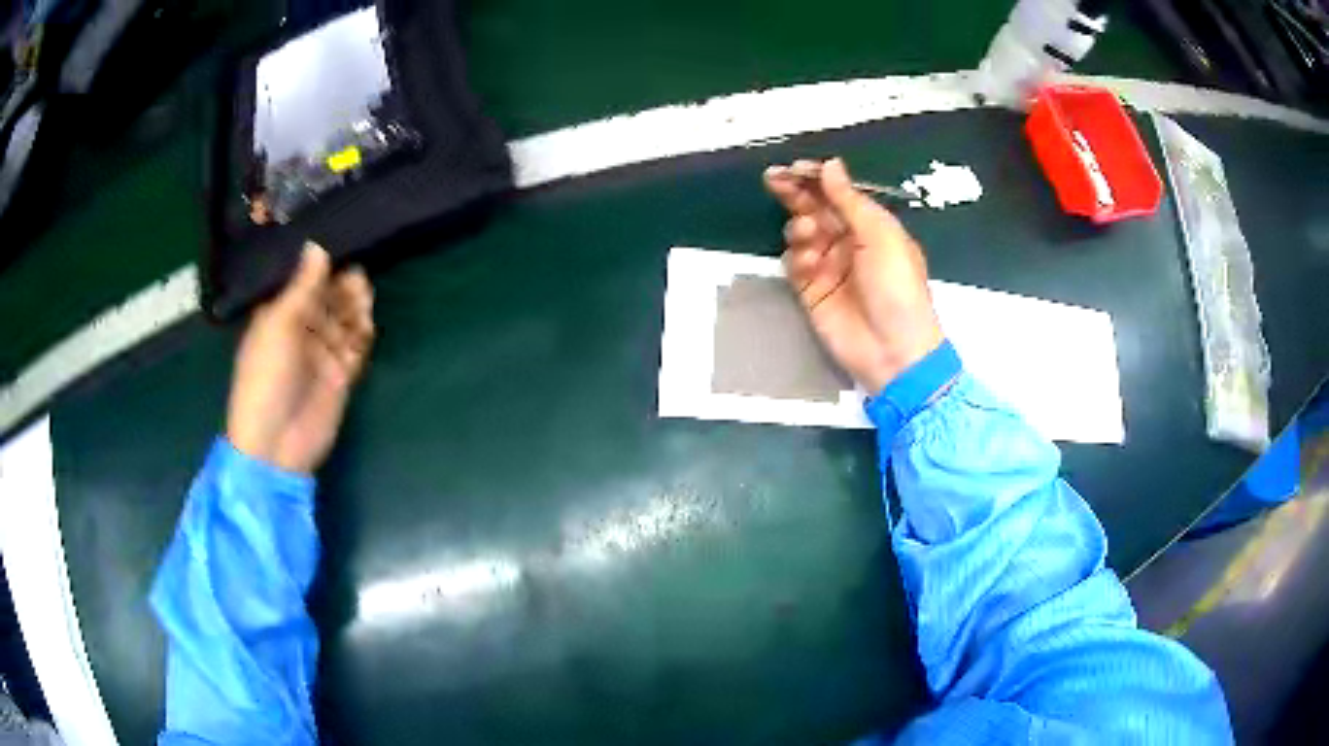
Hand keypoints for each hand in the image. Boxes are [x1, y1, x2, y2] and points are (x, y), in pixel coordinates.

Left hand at [227, 243, 375, 473]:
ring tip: (364, 296)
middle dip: (342, 288)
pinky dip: (362, 335)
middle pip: (328, 302)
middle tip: (357, 278)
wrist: (275, 444)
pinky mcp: (340, 377)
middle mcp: (301, 332)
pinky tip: (367, 324)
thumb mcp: (278, 326)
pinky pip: (356, 348)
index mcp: (278, 317)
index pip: (304, 285)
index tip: (342, 251)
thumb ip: (302, 287)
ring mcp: (321, 355)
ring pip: (344, 322)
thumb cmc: (265, 378)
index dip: (322, 270)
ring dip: (355, 308)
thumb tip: (317, 245)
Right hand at [764, 158, 942, 394]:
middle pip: (814, 207)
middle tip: (774, 180)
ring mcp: (828, 266)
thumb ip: (851, 200)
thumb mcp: (881, 236)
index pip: (838, 193)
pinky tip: (808, 262)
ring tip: (808, 234)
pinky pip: (794, 263)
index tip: (795, 168)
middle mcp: (848, 241)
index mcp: (871, 225)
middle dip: (795, 193)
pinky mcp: (811, 291)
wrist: (892, 350)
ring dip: (800, 227)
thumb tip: (831, 165)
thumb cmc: (897, 288)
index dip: (816, 178)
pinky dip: (797, 257)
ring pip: (801, 232)